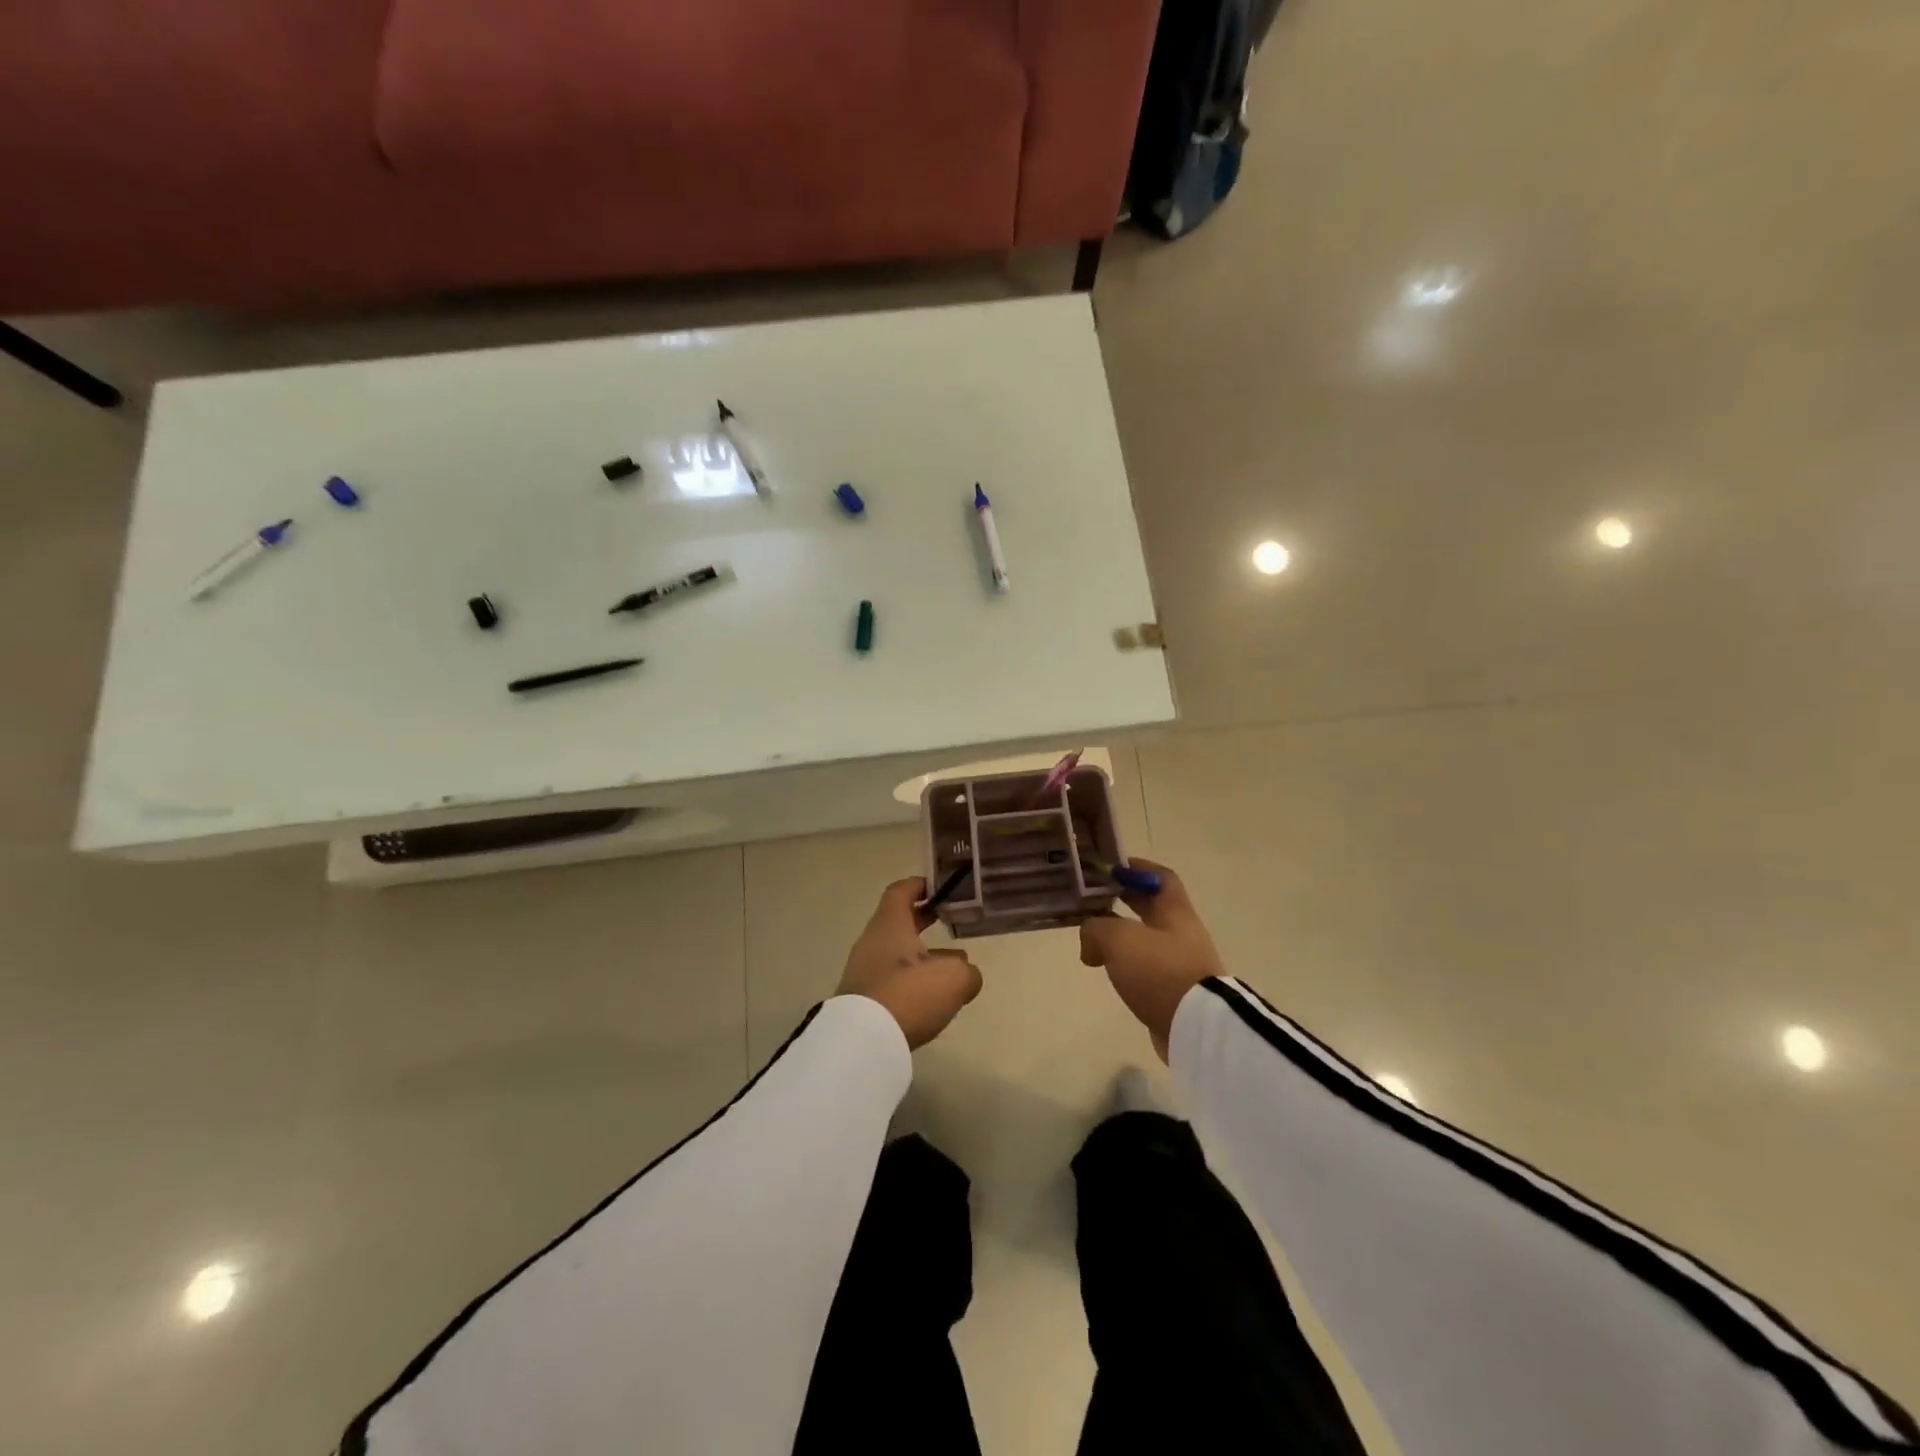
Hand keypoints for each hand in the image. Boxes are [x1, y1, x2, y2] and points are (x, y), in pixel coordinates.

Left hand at [837, 878, 983, 1048]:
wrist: (863, 1042)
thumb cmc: (909, 993)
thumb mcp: (954, 978)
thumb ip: (968, 971)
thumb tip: (967, 974)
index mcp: (890, 924)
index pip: (900, 891)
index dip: (920, 885)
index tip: (940, 886)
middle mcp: (873, 942)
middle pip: (899, 922)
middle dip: (924, 920)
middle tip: (950, 919)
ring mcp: (864, 972)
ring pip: (898, 954)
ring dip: (923, 956)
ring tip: (954, 968)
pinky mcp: (863, 1000)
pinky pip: (892, 980)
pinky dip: (912, 981)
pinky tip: (933, 997)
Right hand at [1079, 860, 1222, 1061]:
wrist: (1195, 1027)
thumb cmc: (1160, 971)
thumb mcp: (1119, 939)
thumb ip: (1096, 929)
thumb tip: (1090, 942)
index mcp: (1175, 911)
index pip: (1161, 877)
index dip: (1137, 868)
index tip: (1111, 868)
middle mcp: (1181, 933)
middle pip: (1152, 907)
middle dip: (1124, 900)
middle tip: (1094, 898)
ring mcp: (1180, 963)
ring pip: (1146, 938)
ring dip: (1120, 935)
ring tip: (1092, 939)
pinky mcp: (1174, 991)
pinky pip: (1145, 967)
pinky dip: (1125, 963)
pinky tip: (1106, 969)